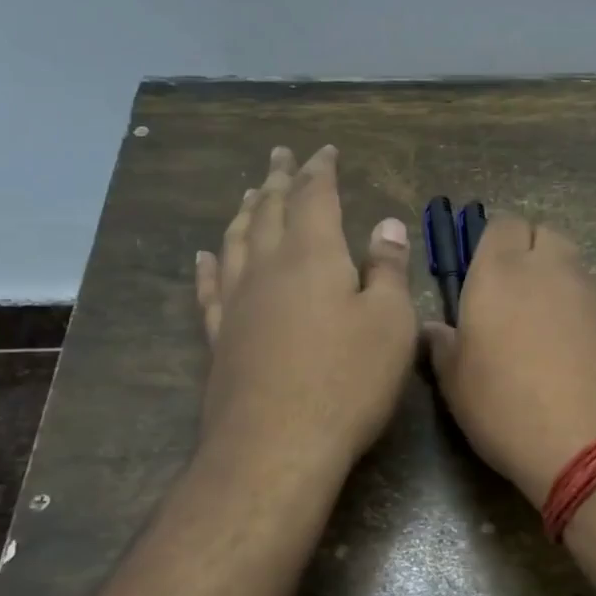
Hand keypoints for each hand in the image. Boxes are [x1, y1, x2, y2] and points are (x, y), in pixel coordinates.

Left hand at [194, 145, 416, 469]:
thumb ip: (388, 270)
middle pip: (270, 211)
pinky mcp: (221, 337)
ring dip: (245, 213)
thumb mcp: (389, 323)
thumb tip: (386, 225)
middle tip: (279, 155)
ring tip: (250, 194)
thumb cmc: (347, 381)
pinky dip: (210, 265)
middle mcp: (268, 268)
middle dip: (278, 180)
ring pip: (237, 242)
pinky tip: (205, 255)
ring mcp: (238, 303)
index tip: (323, 150)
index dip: (319, 170)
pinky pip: (211, 288)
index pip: (314, 197)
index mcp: (313, 256)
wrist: (276, 446)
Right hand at [425, 215, 595, 507]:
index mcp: (501, 272)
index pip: (501, 225)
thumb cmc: (510, 410)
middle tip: (514, 299)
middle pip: (544, 235)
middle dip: (530, 254)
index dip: (492, 245)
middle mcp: (552, 269)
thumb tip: (436, 330)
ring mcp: (595, 292)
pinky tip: (579, 357)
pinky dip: (586, 315)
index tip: (483, 278)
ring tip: (547, 334)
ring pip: (574, 268)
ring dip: (558, 286)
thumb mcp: (457, 386)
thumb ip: (443, 348)